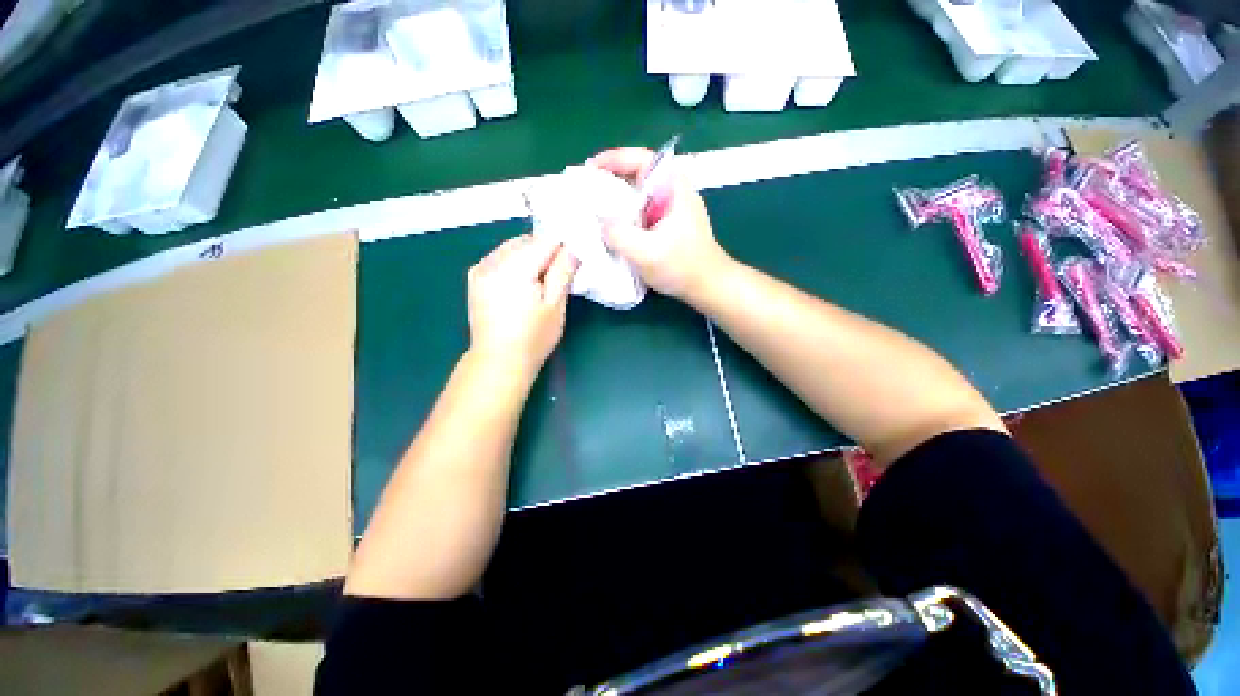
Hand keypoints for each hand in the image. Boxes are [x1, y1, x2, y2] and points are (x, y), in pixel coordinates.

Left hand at [467, 234, 578, 376]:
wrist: (498, 361)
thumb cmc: (533, 337)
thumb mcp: (555, 305)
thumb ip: (563, 271)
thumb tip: (573, 247)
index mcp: (515, 267)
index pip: (545, 240)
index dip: (563, 246)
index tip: (573, 261)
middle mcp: (493, 261)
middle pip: (527, 240)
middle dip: (546, 251)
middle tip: (559, 274)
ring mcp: (480, 268)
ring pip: (513, 247)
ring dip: (530, 255)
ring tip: (541, 281)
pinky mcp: (475, 277)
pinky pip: (500, 257)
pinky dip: (515, 262)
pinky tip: (522, 282)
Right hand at [588, 147, 731, 299]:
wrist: (707, 286)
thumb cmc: (682, 267)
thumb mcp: (647, 252)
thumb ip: (619, 235)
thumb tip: (599, 221)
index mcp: (673, 186)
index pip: (640, 159)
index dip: (612, 159)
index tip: (588, 170)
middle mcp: (672, 190)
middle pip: (636, 174)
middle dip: (608, 180)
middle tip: (584, 191)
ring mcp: (669, 208)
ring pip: (636, 194)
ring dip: (614, 199)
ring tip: (591, 208)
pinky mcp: (665, 223)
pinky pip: (639, 211)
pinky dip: (622, 215)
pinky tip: (608, 227)